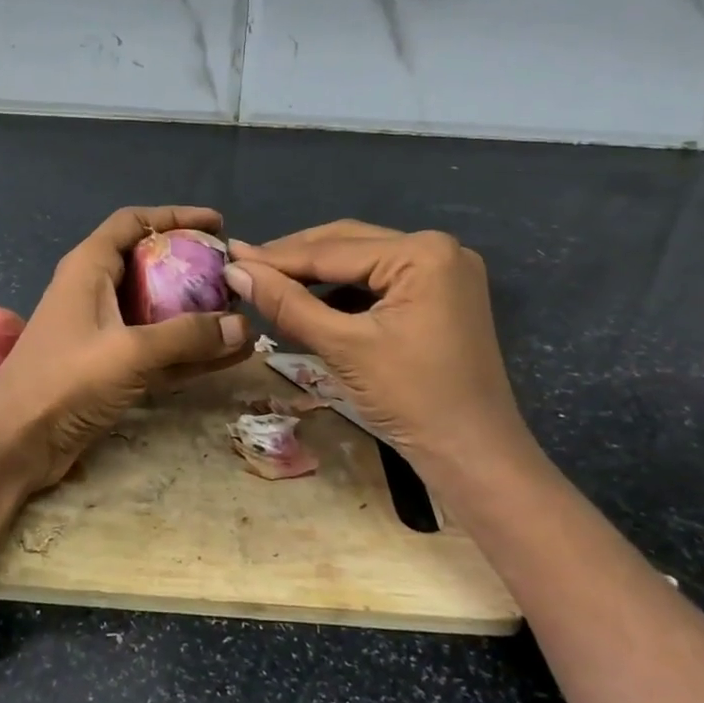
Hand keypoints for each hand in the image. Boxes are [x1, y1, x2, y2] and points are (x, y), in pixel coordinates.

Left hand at [0, 206, 250, 494]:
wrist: (14, 443)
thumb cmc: (63, 381)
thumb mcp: (128, 352)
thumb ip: (186, 336)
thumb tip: (243, 325)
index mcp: (89, 268)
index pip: (133, 222)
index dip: (175, 216)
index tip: (217, 225)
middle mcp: (96, 293)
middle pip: (150, 265)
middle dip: (192, 268)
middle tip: (233, 277)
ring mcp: (103, 333)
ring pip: (157, 312)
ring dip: (196, 315)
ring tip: (241, 316)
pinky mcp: (109, 369)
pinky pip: (158, 350)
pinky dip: (189, 351)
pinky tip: (228, 356)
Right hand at [224, 220, 536, 471]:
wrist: (474, 457)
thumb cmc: (411, 399)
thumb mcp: (342, 347)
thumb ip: (287, 303)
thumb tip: (235, 270)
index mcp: (423, 252)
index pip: (333, 250)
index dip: (276, 257)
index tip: (230, 255)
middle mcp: (439, 248)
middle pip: (349, 245)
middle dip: (296, 260)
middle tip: (245, 268)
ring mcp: (444, 271)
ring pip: (363, 262)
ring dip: (318, 275)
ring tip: (270, 285)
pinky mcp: (442, 296)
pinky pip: (381, 282)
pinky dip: (344, 292)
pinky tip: (311, 302)